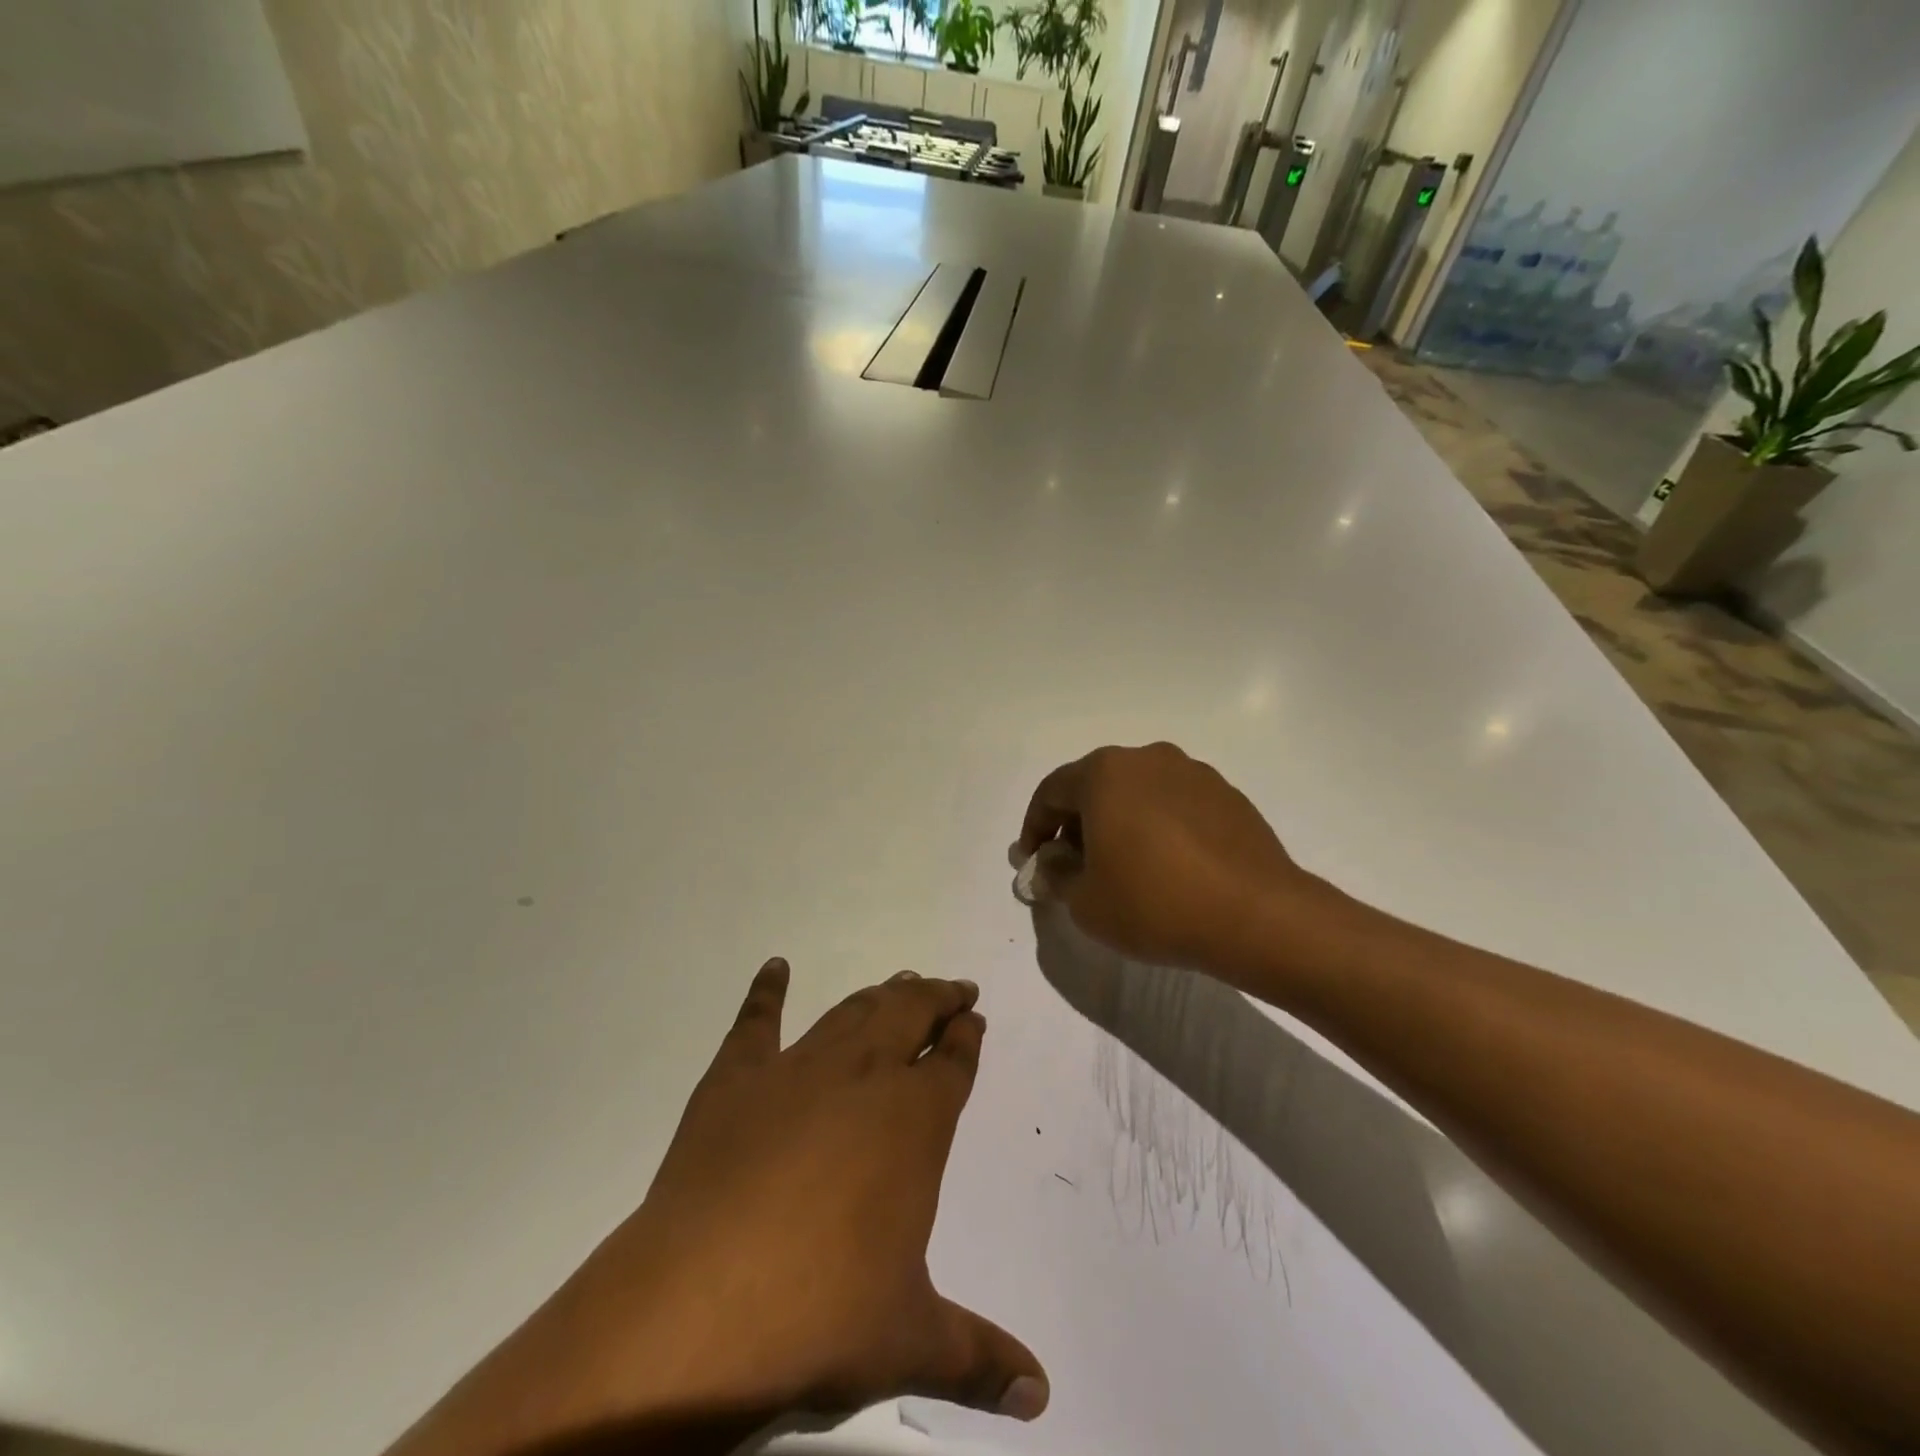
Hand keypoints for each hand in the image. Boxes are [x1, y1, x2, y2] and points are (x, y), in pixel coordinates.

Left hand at [389, 961, 1046, 1455]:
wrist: (697, 1307)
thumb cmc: (818, 1315)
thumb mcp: (908, 1340)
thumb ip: (979, 1358)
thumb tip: (1041, 1395)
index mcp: (911, 1121)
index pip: (951, 1064)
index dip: (966, 1038)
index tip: (975, 1019)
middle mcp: (861, 1077)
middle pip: (908, 1016)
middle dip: (935, 998)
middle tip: (952, 987)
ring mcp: (795, 1070)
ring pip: (851, 1012)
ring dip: (881, 993)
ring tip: (899, 981)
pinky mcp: (734, 1080)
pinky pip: (754, 1023)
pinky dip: (765, 991)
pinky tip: (773, 968)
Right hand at [1017, 742, 1305, 975]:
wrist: (1257, 916)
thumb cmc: (1154, 903)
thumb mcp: (1085, 901)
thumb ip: (1056, 877)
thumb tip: (1051, 865)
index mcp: (1105, 773)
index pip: (1051, 792)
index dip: (1033, 828)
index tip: (1031, 862)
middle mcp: (1148, 759)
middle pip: (1095, 786)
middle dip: (1076, 824)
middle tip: (1073, 865)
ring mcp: (1193, 774)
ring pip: (1137, 793)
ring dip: (1119, 823)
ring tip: (1122, 866)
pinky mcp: (1228, 796)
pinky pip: (1174, 806)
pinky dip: (1158, 828)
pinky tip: (1166, 867)